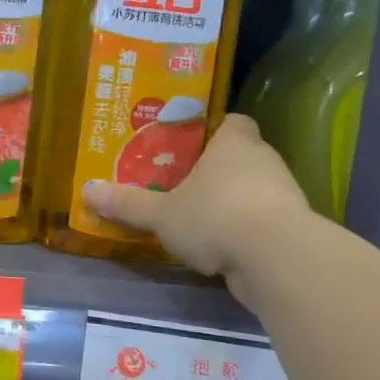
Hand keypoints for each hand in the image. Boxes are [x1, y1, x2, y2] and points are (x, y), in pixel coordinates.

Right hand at [81, 114, 321, 284]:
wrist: (277, 258)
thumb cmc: (215, 216)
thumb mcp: (162, 213)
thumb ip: (128, 203)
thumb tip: (87, 191)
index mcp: (234, 142)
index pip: (231, 121)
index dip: (212, 130)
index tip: (188, 145)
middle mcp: (263, 160)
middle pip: (240, 156)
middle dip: (215, 170)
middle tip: (181, 183)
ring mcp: (283, 194)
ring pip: (252, 190)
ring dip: (231, 202)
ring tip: (197, 218)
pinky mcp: (292, 228)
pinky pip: (261, 220)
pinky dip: (244, 230)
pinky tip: (220, 247)